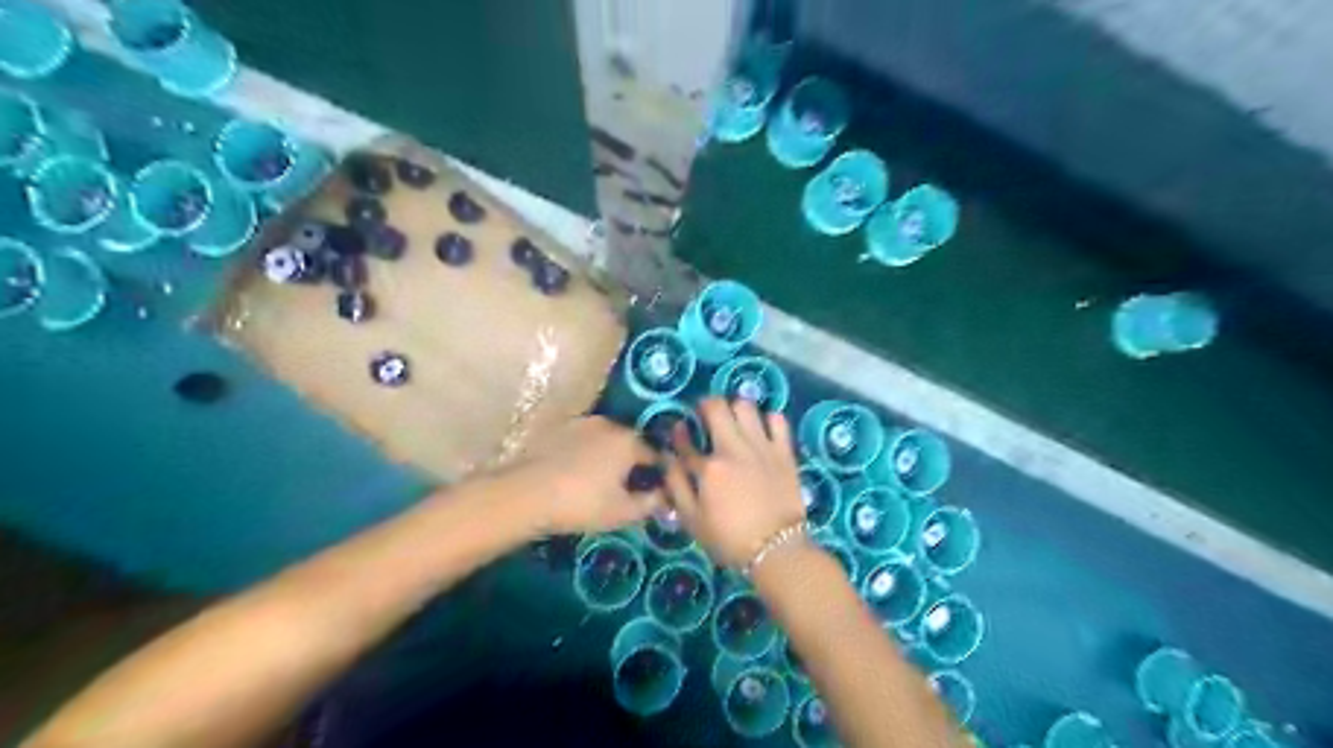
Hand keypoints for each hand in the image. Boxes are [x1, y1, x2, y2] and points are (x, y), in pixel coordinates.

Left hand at [501, 418, 665, 533]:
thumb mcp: (623, 512)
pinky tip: (576, 472)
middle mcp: (609, 424)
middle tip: (625, 487)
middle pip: (630, 443)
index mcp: (629, 441)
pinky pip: (582, 439)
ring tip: (599, 480)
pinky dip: (585, 451)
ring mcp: (582, 422)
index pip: (655, 456)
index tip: (654, 491)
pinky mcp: (558, 428)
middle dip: (632, 462)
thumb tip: (666, 496)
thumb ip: (651, 503)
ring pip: (605, 439)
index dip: (658, 474)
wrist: (526, 493)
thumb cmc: (582, 504)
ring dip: (608, 455)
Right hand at [663, 397, 800, 565]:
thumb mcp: (692, 519)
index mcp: (708, 468)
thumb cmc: (729, 539)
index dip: (678, 434)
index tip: (678, 431)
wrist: (777, 550)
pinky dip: (767, 419)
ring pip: (746, 405)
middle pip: (716, 407)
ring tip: (733, 420)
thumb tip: (667, 459)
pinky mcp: (784, 451)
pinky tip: (761, 430)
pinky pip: (777, 419)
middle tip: (705, 415)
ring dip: (735, 408)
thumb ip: (676, 486)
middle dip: (706, 405)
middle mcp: (734, 449)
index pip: (685, 440)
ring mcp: (761, 446)